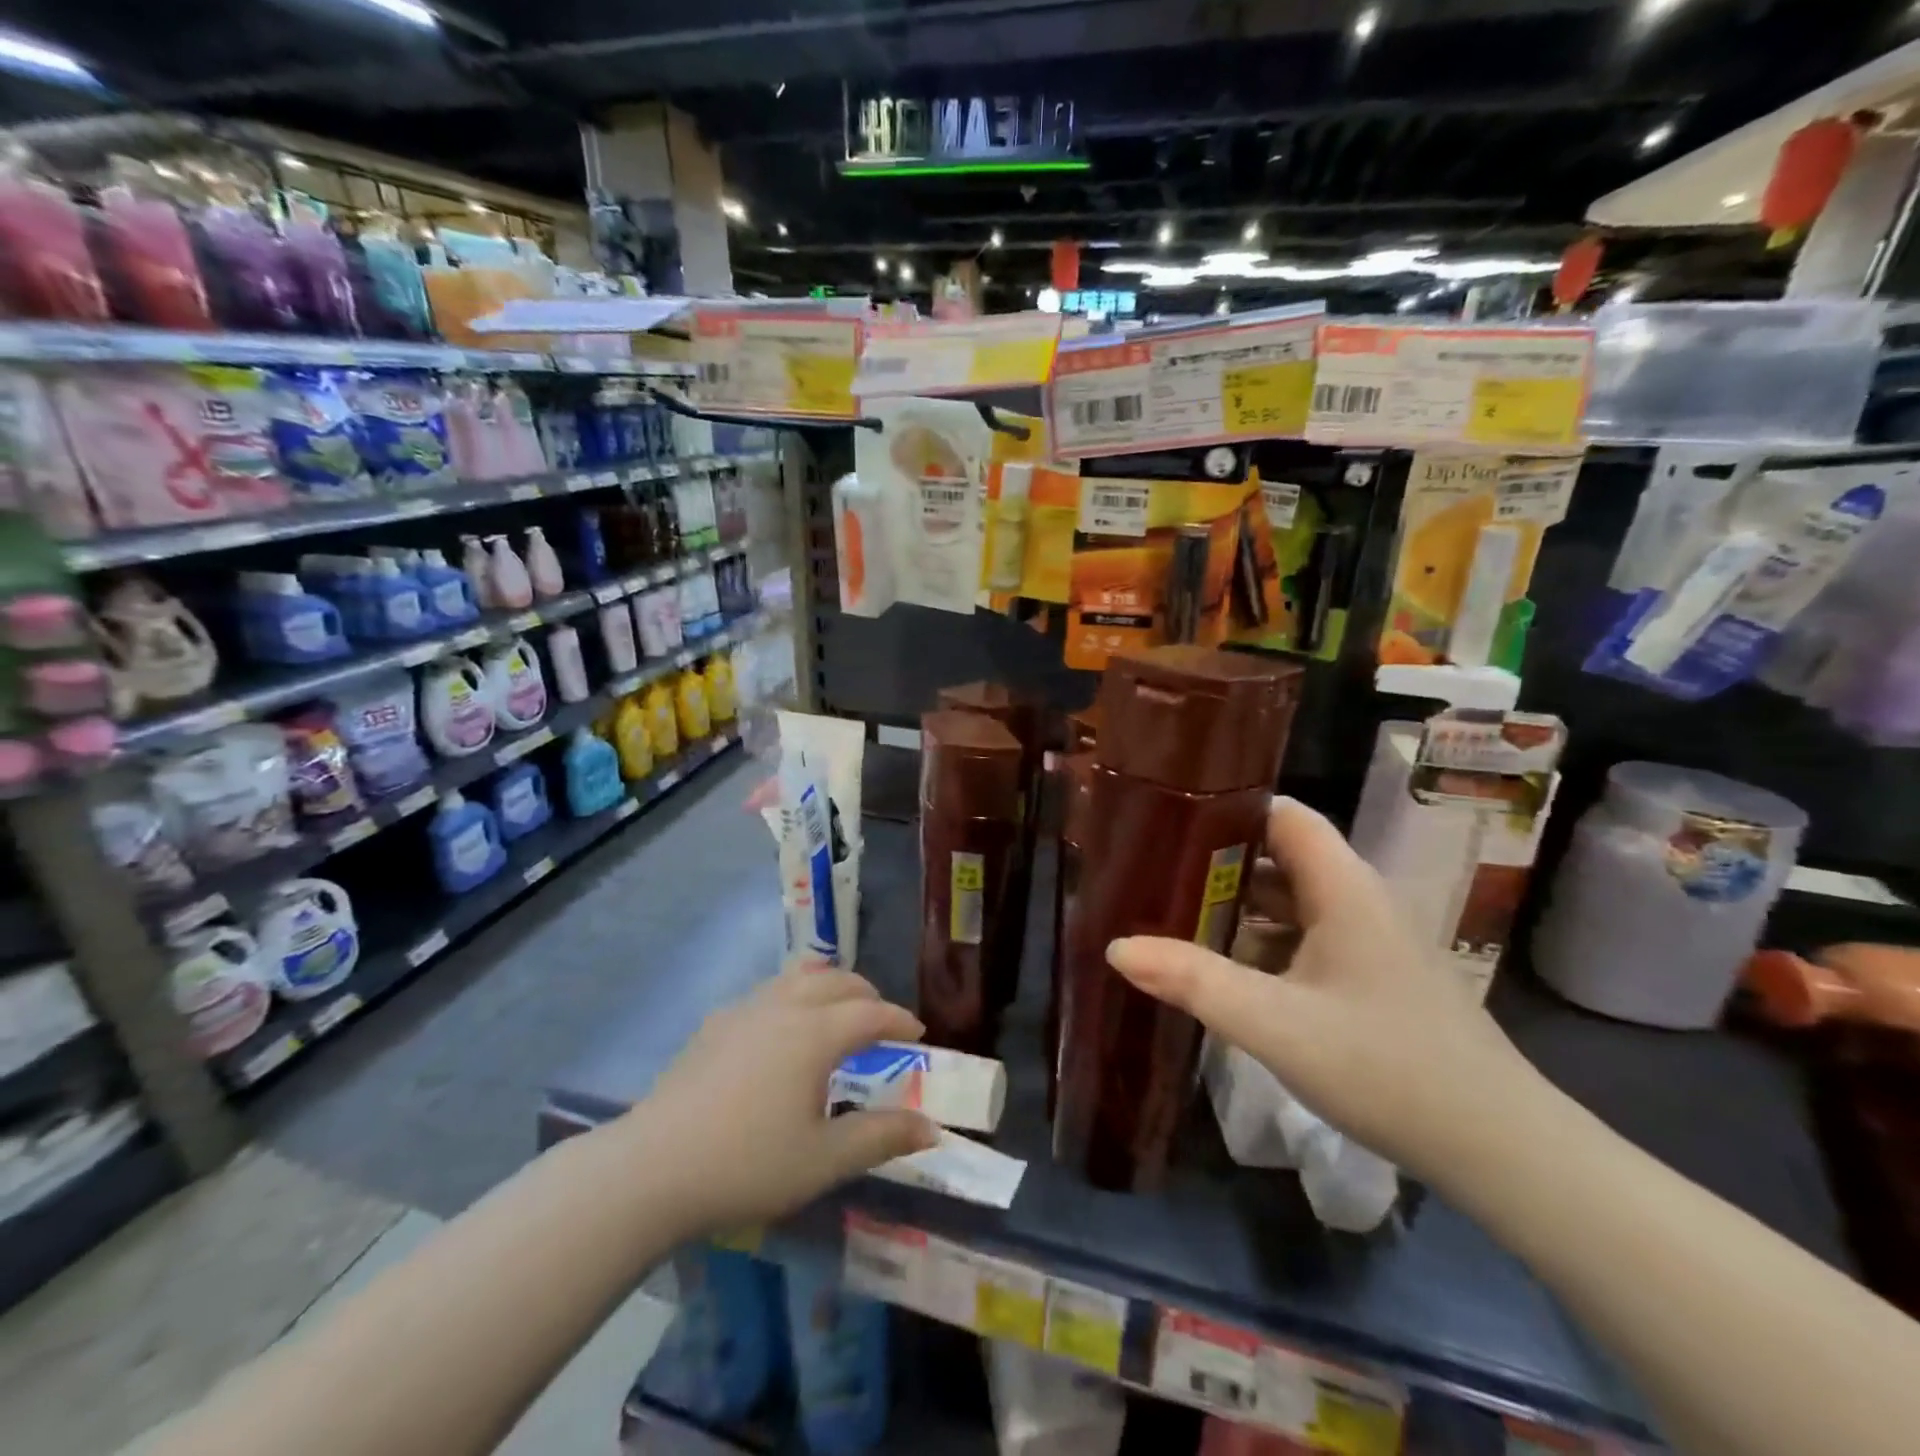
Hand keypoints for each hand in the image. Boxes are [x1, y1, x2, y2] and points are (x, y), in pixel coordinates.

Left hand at [624, 968, 939, 1233]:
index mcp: (815, 1033)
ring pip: (798, 977)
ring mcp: (743, 1011)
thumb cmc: (747, 1165)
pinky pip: (767, 993)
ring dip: (828, 987)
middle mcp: (783, 1007)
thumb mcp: (824, 1160)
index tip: (918, 1033)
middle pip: (836, 982)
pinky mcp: (713, 1024)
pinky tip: (782, 1032)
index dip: (899, 1020)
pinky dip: (793, 997)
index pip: (870, 1013)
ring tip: (837, 1013)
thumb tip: (931, 1127)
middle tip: (881, 1021)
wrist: (651, 1169)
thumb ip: (881, 1138)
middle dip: (866, 995)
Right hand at [1105, 798, 1540, 1181]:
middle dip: (1215, 861)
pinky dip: (1261, 941)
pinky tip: (1223, 968)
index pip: (1281, 814)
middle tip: (1151, 871)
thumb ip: (1194, 981)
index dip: (1226, 807)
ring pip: (1290, 901)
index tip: (1166, 817)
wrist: (1499, 1150)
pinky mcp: (1370, 976)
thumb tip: (1117, 946)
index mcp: (1342, 886)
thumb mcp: (1276, 1024)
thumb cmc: (1387, 1068)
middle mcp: (1356, 899)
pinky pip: (1304, 937)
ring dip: (1236, 905)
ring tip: (1170, 913)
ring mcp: (1368, 940)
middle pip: (1278, 856)